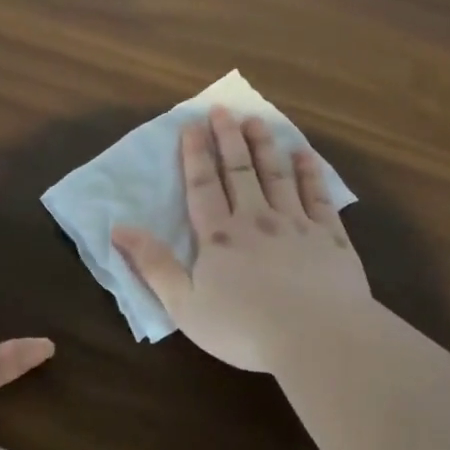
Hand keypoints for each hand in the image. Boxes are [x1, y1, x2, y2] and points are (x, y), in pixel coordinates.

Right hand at [112, 106, 370, 372]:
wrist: (318, 339)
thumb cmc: (244, 328)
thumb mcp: (184, 305)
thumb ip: (154, 264)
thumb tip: (119, 228)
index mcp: (219, 237)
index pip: (203, 186)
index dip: (195, 155)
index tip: (192, 125)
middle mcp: (257, 220)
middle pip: (239, 171)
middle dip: (228, 138)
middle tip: (223, 110)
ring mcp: (297, 225)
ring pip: (277, 175)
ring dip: (265, 146)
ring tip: (256, 121)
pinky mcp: (330, 237)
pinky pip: (318, 196)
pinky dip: (310, 173)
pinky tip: (305, 155)